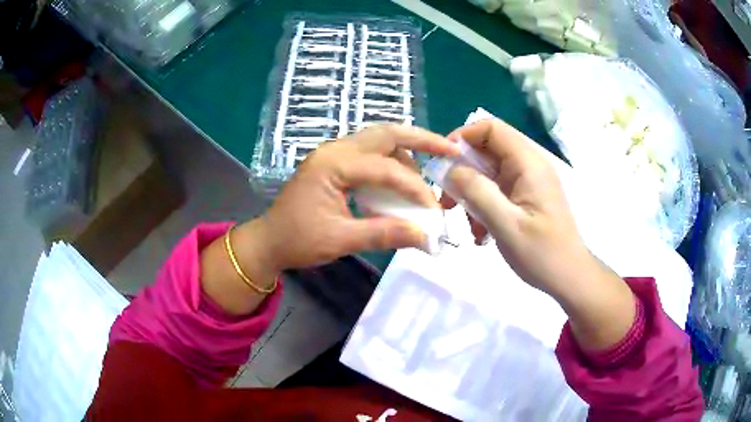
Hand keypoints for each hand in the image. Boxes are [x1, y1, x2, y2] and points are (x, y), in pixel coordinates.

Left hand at [259, 124, 459, 271]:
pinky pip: (371, 152)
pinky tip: (404, 177)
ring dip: (407, 150)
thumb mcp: (340, 240)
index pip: (386, 169)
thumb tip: (426, 237)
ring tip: (430, 168)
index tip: (435, 212)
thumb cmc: (298, 240)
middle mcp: (335, 150)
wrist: (269, 241)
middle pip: (386, 133)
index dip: (415, 189)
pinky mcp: (335, 163)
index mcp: (332, 164)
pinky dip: (392, 160)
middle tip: (450, 148)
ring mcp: (334, 153)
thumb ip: (384, 234)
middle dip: (422, 139)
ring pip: (379, 139)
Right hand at [440, 118, 587, 297]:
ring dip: (472, 195)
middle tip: (449, 202)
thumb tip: (449, 169)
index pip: (491, 128)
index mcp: (529, 163)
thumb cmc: (543, 254)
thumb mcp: (506, 225)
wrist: (569, 277)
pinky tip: (482, 233)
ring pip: (488, 172)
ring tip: (471, 228)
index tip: (443, 164)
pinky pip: (497, 190)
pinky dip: (484, 206)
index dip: (463, 138)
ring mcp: (528, 181)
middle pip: (487, 150)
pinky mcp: (526, 196)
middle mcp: (529, 165)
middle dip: (463, 173)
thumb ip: (477, 192)